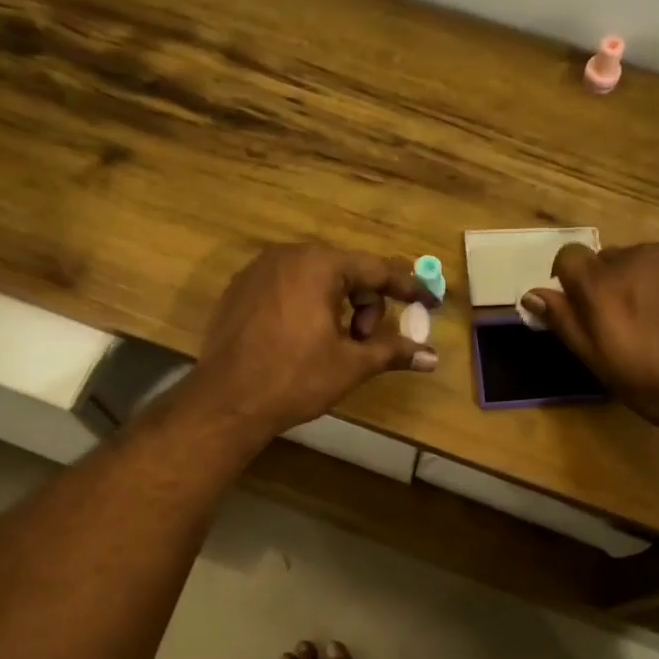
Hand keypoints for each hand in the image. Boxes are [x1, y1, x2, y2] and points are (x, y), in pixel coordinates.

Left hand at [182, 244, 438, 440]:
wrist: (226, 402)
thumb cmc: (295, 378)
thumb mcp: (351, 364)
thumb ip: (393, 351)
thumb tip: (432, 358)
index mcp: (318, 265)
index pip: (376, 270)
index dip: (408, 288)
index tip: (430, 303)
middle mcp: (287, 256)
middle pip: (345, 271)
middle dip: (366, 305)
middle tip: (365, 342)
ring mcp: (257, 271)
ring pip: (315, 279)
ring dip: (337, 307)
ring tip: (334, 345)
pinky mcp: (238, 291)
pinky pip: (287, 289)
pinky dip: (307, 307)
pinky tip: (303, 341)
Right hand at [522, 223, 658, 440]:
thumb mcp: (607, 368)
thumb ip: (568, 326)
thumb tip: (533, 294)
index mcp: (599, 288)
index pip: (568, 258)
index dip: (572, 280)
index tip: (586, 306)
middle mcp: (632, 257)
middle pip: (610, 259)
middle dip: (614, 283)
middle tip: (638, 322)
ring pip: (648, 254)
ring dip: (650, 275)